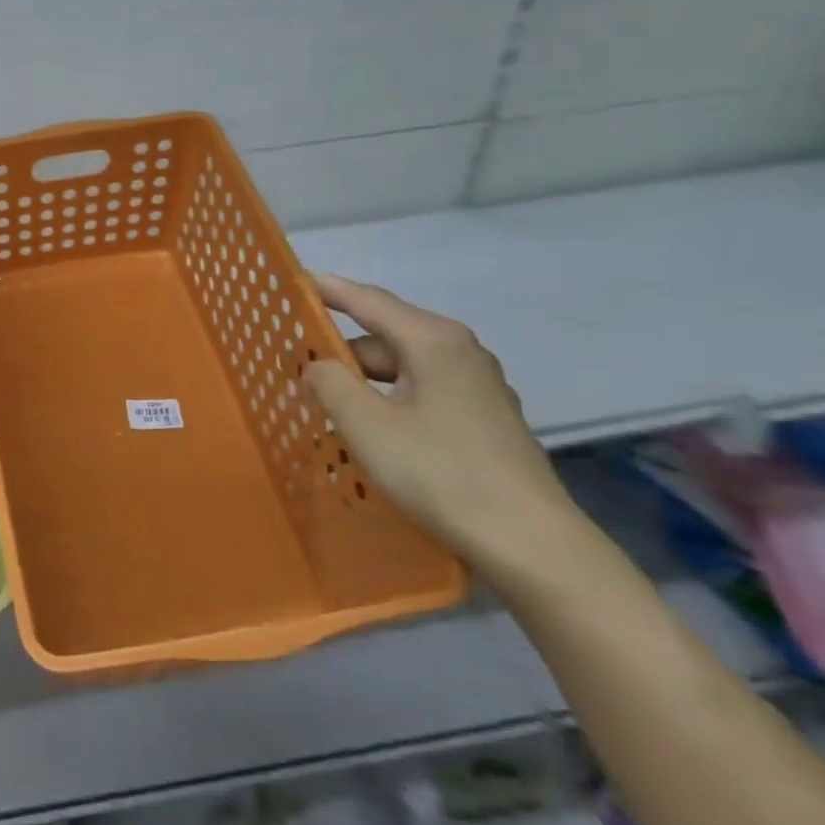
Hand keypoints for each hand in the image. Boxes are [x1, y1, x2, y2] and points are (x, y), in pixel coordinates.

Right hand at [303, 275, 578, 571]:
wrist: (530, 544)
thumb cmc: (441, 473)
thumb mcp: (366, 425)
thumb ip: (329, 383)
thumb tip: (316, 366)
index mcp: (433, 341)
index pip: (369, 301)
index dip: (328, 290)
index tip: (294, 280)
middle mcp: (460, 353)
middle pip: (383, 339)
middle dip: (338, 353)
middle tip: (294, 372)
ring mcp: (477, 388)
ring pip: (401, 371)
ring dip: (361, 385)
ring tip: (324, 409)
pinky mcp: (483, 421)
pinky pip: (420, 394)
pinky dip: (387, 403)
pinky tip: (368, 434)